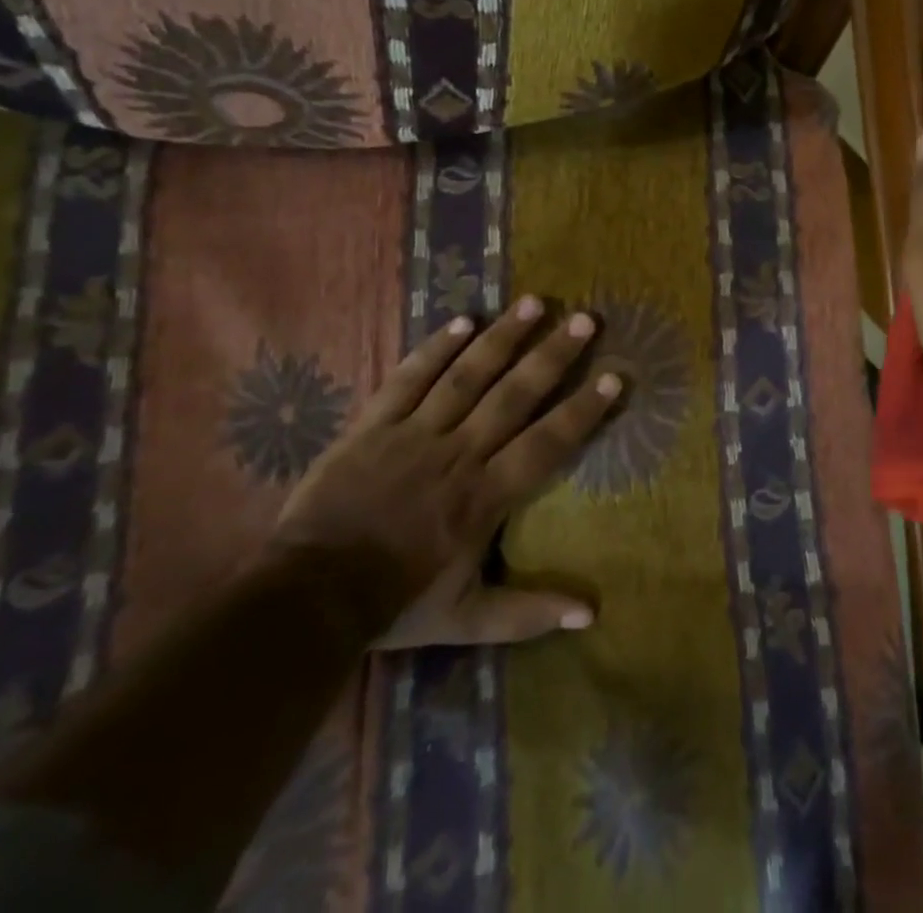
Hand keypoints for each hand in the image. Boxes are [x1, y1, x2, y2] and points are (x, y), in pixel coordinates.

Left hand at [270, 297, 620, 648]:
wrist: (307, 597)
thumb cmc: (394, 603)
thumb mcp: (466, 620)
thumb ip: (528, 613)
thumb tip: (591, 615)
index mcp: (484, 496)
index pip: (546, 444)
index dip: (583, 409)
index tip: (614, 376)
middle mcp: (458, 454)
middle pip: (514, 396)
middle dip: (552, 356)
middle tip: (584, 319)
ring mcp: (414, 434)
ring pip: (466, 376)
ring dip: (503, 338)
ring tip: (534, 302)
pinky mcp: (374, 425)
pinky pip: (409, 379)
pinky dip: (436, 349)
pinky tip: (463, 321)